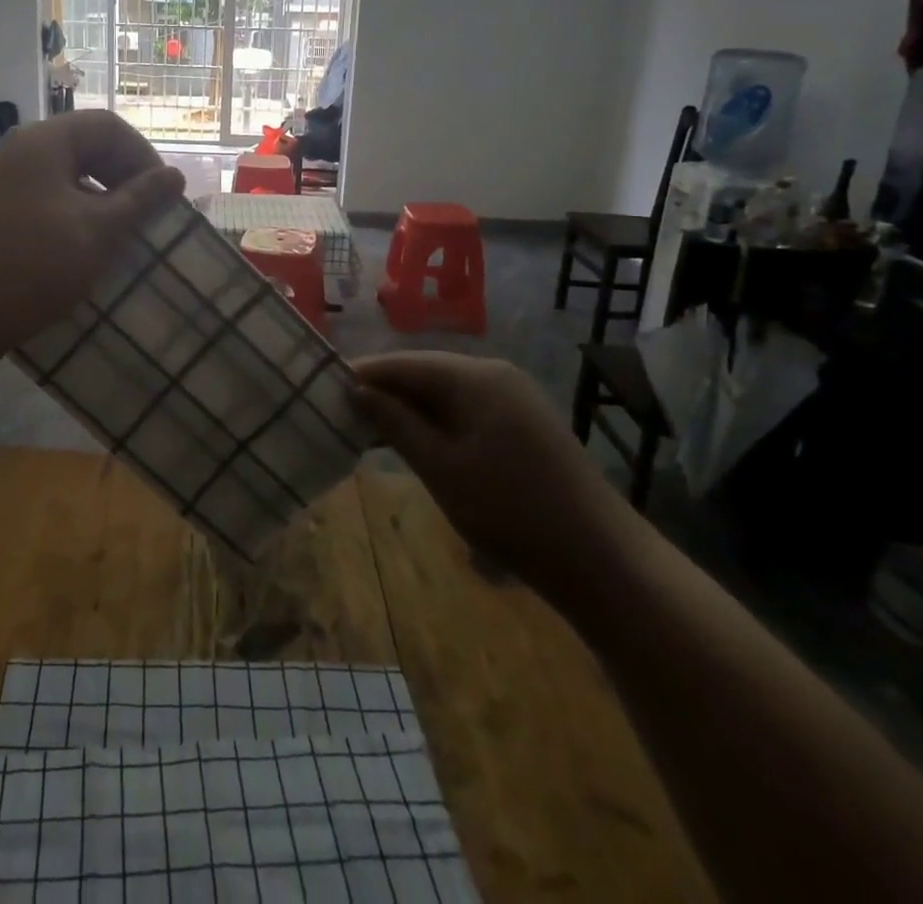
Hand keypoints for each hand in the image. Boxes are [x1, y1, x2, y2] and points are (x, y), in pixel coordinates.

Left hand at [0, 111, 185, 357]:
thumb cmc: (34, 266)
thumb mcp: (98, 231)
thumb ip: (140, 199)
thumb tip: (175, 175)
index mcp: (43, 141)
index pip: (107, 126)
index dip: (143, 154)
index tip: (165, 194)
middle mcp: (18, 150)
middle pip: (84, 145)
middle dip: (122, 174)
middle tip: (147, 213)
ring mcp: (0, 180)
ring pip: (65, 174)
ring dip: (100, 196)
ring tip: (120, 232)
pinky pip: (44, 196)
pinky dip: (73, 211)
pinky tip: (83, 245)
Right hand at [353, 353, 638, 594]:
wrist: (600, 558)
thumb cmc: (510, 510)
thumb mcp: (440, 467)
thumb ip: (394, 423)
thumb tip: (355, 389)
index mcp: (474, 376)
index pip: (402, 363)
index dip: (362, 375)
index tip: (322, 389)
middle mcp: (494, 374)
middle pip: (423, 373)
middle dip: (383, 392)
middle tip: (340, 414)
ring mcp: (513, 397)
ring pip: (444, 392)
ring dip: (408, 410)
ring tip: (368, 431)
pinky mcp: (523, 423)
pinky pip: (466, 409)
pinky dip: (436, 422)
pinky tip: (415, 444)